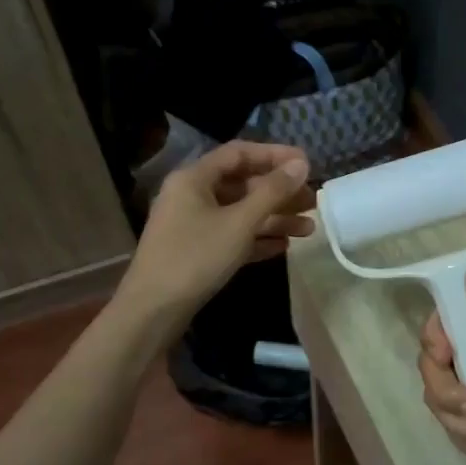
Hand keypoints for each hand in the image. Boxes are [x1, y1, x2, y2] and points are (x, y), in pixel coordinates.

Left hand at [115, 141, 313, 333]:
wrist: (152, 311)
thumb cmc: (195, 258)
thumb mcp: (239, 223)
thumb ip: (272, 192)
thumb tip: (301, 164)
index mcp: (194, 178)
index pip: (239, 153)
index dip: (274, 155)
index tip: (306, 163)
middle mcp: (191, 195)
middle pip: (242, 185)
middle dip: (279, 193)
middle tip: (313, 202)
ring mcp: (192, 225)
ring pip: (239, 213)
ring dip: (273, 218)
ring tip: (308, 229)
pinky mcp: (195, 251)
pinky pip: (231, 236)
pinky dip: (256, 239)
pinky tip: (284, 247)